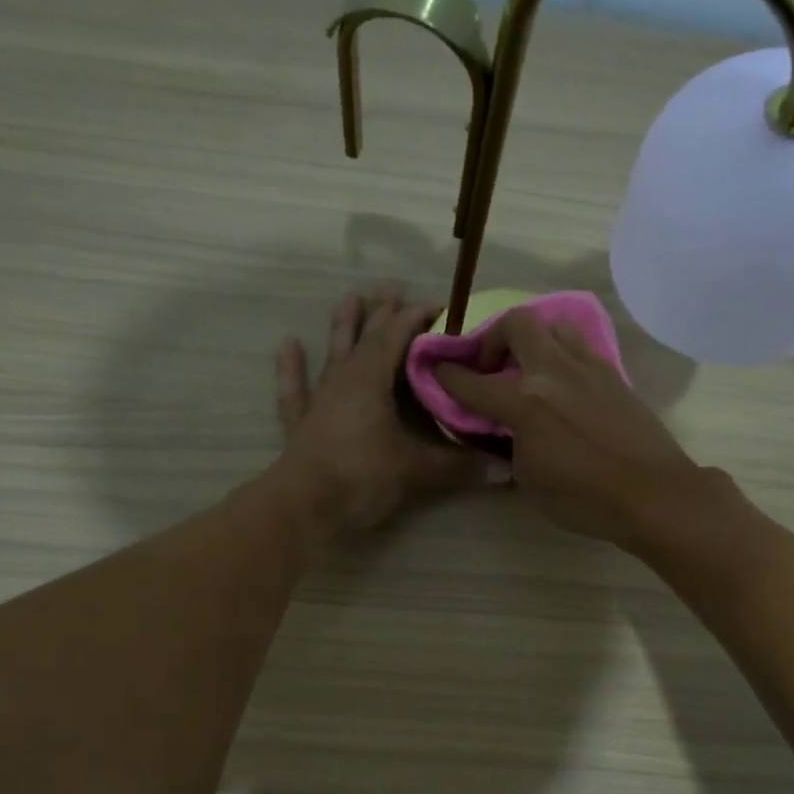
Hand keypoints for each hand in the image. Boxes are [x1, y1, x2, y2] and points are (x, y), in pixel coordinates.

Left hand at [275, 285, 484, 535]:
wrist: (304, 507)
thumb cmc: (361, 477)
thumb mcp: (416, 470)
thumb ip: (458, 466)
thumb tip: (505, 471)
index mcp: (371, 379)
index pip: (399, 336)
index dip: (418, 318)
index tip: (441, 307)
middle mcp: (345, 379)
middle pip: (367, 337)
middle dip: (383, 312)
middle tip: (393, 285)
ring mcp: (320, 399)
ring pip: (334, 354)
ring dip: (342, 327)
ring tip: (349, 297)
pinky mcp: (302, 423)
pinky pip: (295, 388)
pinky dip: (292, 367)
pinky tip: (289, 344)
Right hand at [435, 309, 711, 547]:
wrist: (653, 493)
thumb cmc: (585, 498)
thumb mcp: (530, 482)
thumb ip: (510, 446)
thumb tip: (509, 431)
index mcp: (525, 403)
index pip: (473, 382)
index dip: (448, 374)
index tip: (438, 369)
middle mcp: (553, 372)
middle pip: (516, 323)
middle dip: (494, 337)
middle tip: (493, 365)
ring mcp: (588, 367)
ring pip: (554, 325)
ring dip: (533, 338)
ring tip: (531, 366)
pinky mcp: (613, 374)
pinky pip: (580, 346)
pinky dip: (562, 353)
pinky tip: (564, 381)